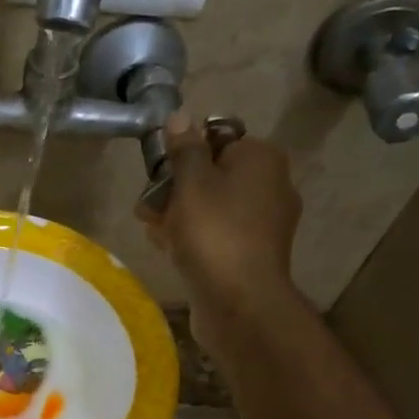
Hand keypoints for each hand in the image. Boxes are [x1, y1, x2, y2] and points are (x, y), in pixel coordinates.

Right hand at [138, 111, 304, 343]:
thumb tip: (179, 116)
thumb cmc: (214, 233)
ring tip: (152, 230)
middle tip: (147, 208)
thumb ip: (184, 149)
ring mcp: (264, 222)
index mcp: (261, 158)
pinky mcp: (252, 253)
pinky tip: (168, 249)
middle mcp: (271, 185)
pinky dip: (194, 237)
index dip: (183, 154)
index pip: (216, 139)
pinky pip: (218, 234)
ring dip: (178, 215)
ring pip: (211, 207)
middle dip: (175, 189)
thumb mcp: (191, 183)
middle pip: (212, 175)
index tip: (157, 173)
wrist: (239, 301)